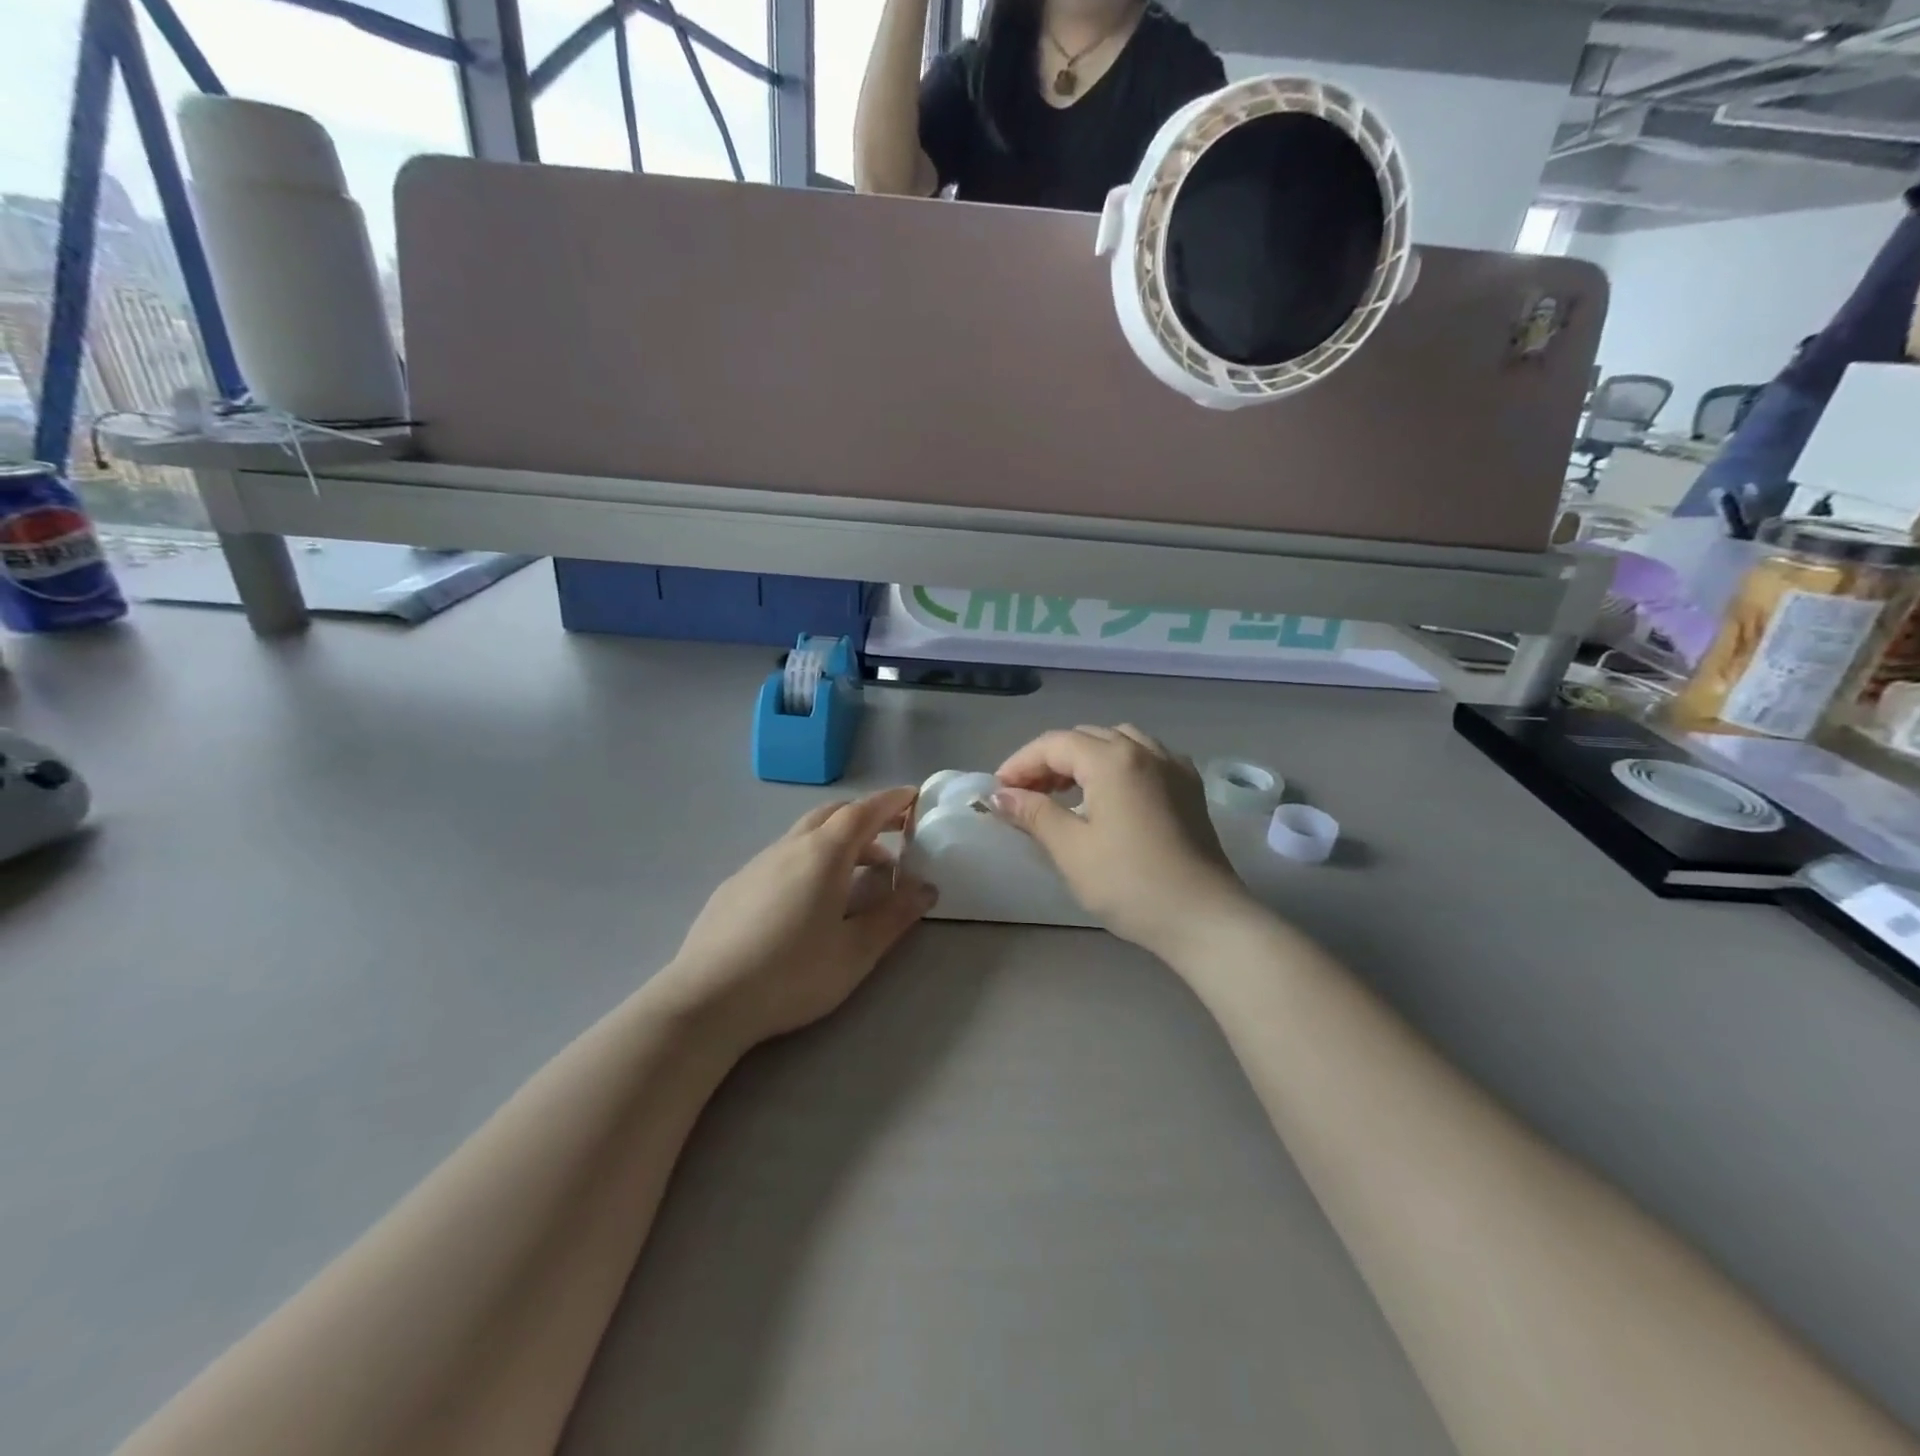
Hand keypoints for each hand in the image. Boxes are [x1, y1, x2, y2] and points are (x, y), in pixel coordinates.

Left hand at [662, 788, 936, 1048]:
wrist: (706, 1000)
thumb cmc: (792, 974)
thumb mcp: (856, 952)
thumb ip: (894, 916)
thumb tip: (926, 889)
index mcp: (823, 855)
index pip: (863, 812)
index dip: (891, 802)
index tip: (913, 796)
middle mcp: (789, 847)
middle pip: (832, 814)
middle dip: (867, 816)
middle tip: (895, 833)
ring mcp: (756, 864)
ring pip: (805, 835)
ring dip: (839, 841)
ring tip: (860, 873)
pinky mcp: (734, 885)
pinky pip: (782, 857)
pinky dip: (809, 859)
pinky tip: (809, 899)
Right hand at [991, 725, 1254, 960]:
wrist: (1204, 918)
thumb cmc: (1130, 883)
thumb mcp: (1071, 849)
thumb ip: (1033, 813)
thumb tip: (999, 796)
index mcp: (1113, 759)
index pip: (1054, 744)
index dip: (1020, 763)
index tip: (998, 792)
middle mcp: (1145, 750)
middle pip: (1086, 738)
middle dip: (1050, 760)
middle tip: (1026, 794)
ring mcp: (1174, 767)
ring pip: (1119, 742)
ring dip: (1085, 759)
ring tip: (1066, 792)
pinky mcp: (1190, 789)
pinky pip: (1146, 758)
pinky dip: (1118, 765)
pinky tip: (1112, 795)